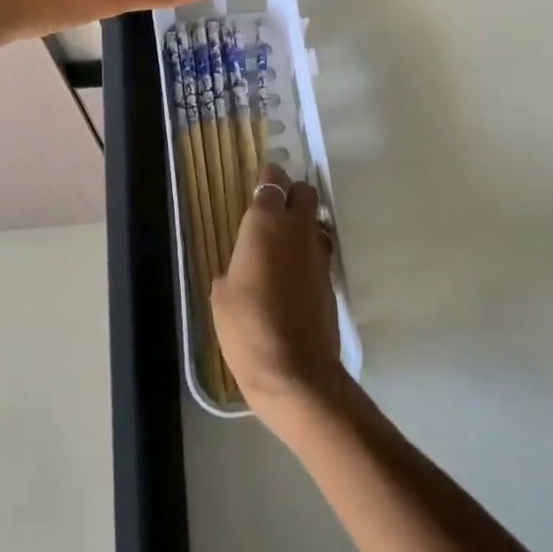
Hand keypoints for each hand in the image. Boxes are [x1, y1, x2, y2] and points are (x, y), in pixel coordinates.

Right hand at [212, 164, 346, 418]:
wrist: (295, 372)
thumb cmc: (248, 326)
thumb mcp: (222, 294)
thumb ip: (233, 266)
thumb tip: (241, 268)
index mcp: (265, 223)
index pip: (273, 180)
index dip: (267, 179)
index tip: (258, 186)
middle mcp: (297, 230)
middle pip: (304, 191)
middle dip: (292, 194)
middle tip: (273, 211)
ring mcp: (318, 254)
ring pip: (316, 221)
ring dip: (302, 224)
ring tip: (281, 245)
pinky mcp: (330, 280)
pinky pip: (319, 251)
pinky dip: (308, 253)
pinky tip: (292, 275)